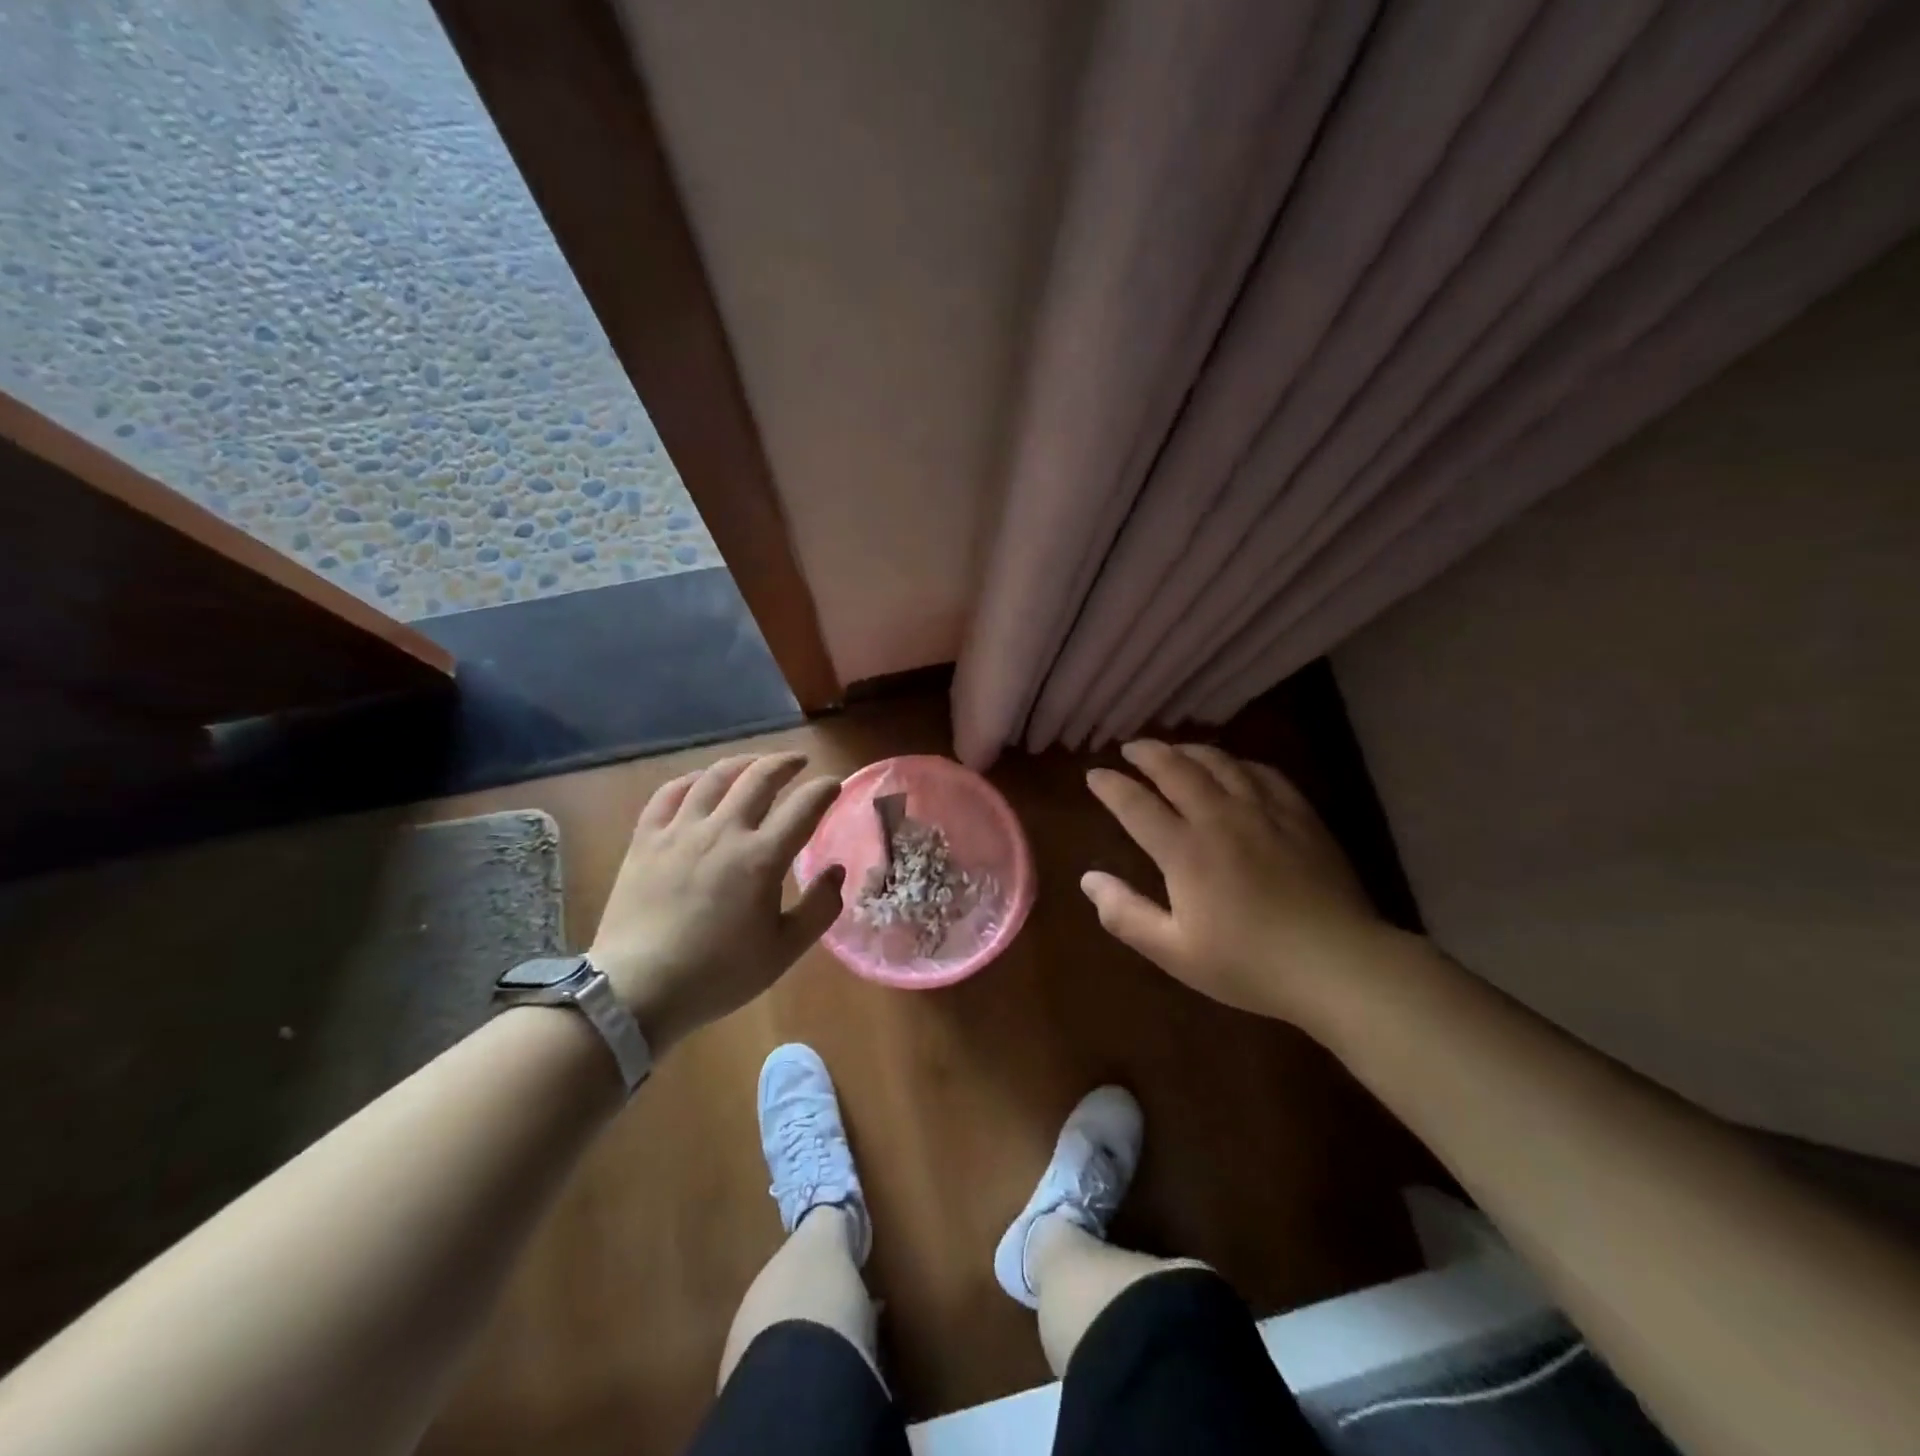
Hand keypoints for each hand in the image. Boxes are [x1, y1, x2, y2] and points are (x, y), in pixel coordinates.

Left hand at [588, 753, 844, 1052]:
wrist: (637, 990)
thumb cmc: (718, 974)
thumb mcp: (783, 951)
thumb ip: (819, 909)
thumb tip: (836, 871)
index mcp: (762, 857)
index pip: (804, 806)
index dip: (825, 789)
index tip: (835, 785)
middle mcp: (724, 831)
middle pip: (760, 777)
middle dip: (785, 763)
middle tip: (798, 763)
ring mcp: (680, 830)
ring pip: (715, 777)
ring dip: (743, 763)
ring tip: (755, 763)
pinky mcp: (646, 839)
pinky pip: (670, 793)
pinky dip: (691, 780)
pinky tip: (700, 782)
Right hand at [1082, 740, 1392, 1026]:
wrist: (1338, 964)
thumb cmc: (1250, 964)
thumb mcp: (1175, 953)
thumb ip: (1125, 914)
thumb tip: (1088, 879)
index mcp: (1185, 851)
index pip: (1136, 805)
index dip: (1111, 786)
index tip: (1094, 775)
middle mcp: (1220, 818)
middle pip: (1177, 769)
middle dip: (1148, 753)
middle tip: (1131, 747)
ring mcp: (1264, 812)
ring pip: (1220, 762)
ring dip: (1190, 750)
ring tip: (1175, 749)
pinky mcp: (1300, 816)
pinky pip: (1264, 773)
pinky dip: (1239, 763)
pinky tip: (1236, 767)